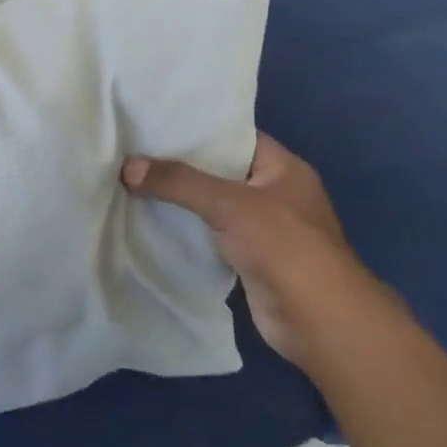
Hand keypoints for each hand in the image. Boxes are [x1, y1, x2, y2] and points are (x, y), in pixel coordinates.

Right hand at [122, 134, 393, 367]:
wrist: (318, 321)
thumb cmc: (284, 247)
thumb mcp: (229, 204)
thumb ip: (179, 183)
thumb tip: (128, 167)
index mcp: (283, 168)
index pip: (235, 137)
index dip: (197, 129)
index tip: (154, 124)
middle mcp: (274, 193)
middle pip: (218, 171)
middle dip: (178, 165)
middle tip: (132, 152)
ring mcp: (262, 229)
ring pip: (210, 205)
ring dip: (178, 200)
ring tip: (130, 182)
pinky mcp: (247, 259)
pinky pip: (208, 235)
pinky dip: (183, 231)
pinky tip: (148, 222)